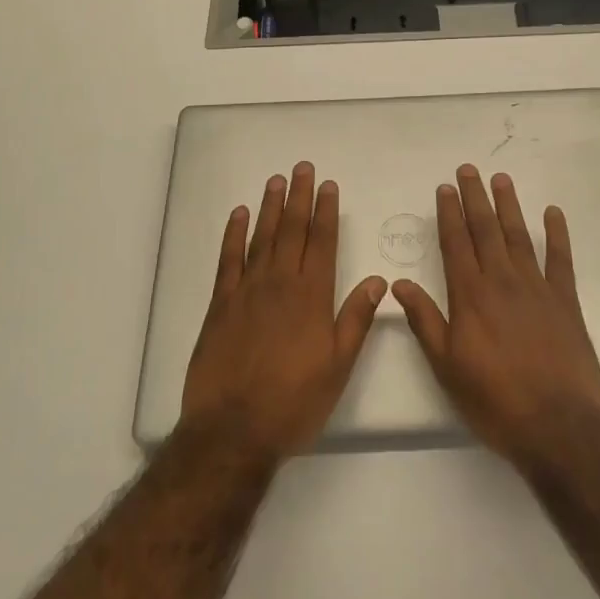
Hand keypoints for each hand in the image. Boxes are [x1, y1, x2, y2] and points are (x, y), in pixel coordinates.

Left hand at [180, 162, 387, 465]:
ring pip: (262, 237)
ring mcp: (247, 290)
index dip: (326, 211)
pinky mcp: (220, 304)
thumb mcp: (338, 367)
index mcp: (312, 297)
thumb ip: (357, 320)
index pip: (322, 242)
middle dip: (299, 197)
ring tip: (276, 180)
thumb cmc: (293, 402)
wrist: (233, 430)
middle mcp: (281, 283)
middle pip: (292, 230)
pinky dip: (234, 234)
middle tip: (302, 167)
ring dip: (270, 207)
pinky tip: (240, 214)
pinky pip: (228, 259)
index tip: (328, 186)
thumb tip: (378, 280)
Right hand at [392, 165, 599, 468]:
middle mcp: (501, 281)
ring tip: (501, 179)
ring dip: (508, 205)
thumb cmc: (494, 400)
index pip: (456, 243)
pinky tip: (552, 212)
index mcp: (470, 295)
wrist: (557, 426)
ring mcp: (536, 288)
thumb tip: (399, 284)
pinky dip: (557, 234)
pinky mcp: (566, 301)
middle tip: (468, 169)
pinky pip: (560, 259)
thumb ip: (425, 321)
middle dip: (475, 197)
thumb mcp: (447, 367)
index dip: (449, 214)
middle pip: (485, 230)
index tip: (445, 187)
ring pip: (518, 236)